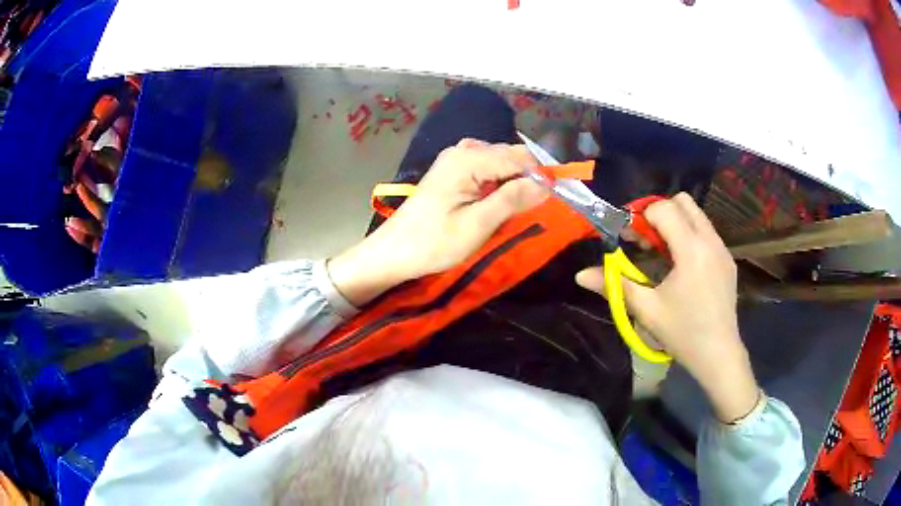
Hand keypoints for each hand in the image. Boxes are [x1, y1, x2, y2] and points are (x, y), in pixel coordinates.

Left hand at [328, 139, 547, 306]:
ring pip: (501, 162)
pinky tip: (499, 202)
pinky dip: (499, 183)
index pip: (520, 158)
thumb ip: (512, 200)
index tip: (554, 202)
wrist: (393, 252)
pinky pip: (487, 169)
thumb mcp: (478, 224)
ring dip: (514, 182)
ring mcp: (456, 159)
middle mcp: (463, 150)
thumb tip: (547, 184)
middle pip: (511, 155)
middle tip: (534, 209)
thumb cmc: (433, 242)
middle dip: (528, 178)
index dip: (541, 177)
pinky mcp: (453, 171)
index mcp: (469, 159)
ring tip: (518, 209)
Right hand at [576, 193, 759, 422]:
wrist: (719, 354)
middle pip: (683, 201)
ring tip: (662, 253)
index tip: (628, 237)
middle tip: (645, 240)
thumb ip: (614, 285)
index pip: (663, 209)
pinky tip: (682, 266)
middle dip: (659, 212)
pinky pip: (706, 232)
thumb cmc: (682, 333)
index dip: (640, 217)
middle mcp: (710, 241)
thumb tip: (580, 275)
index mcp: (691, 250)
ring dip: (675, 223)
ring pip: (696, 215)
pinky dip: (689, 235)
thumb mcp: (646, 310)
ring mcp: (722, 249)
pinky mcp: (728, 259)